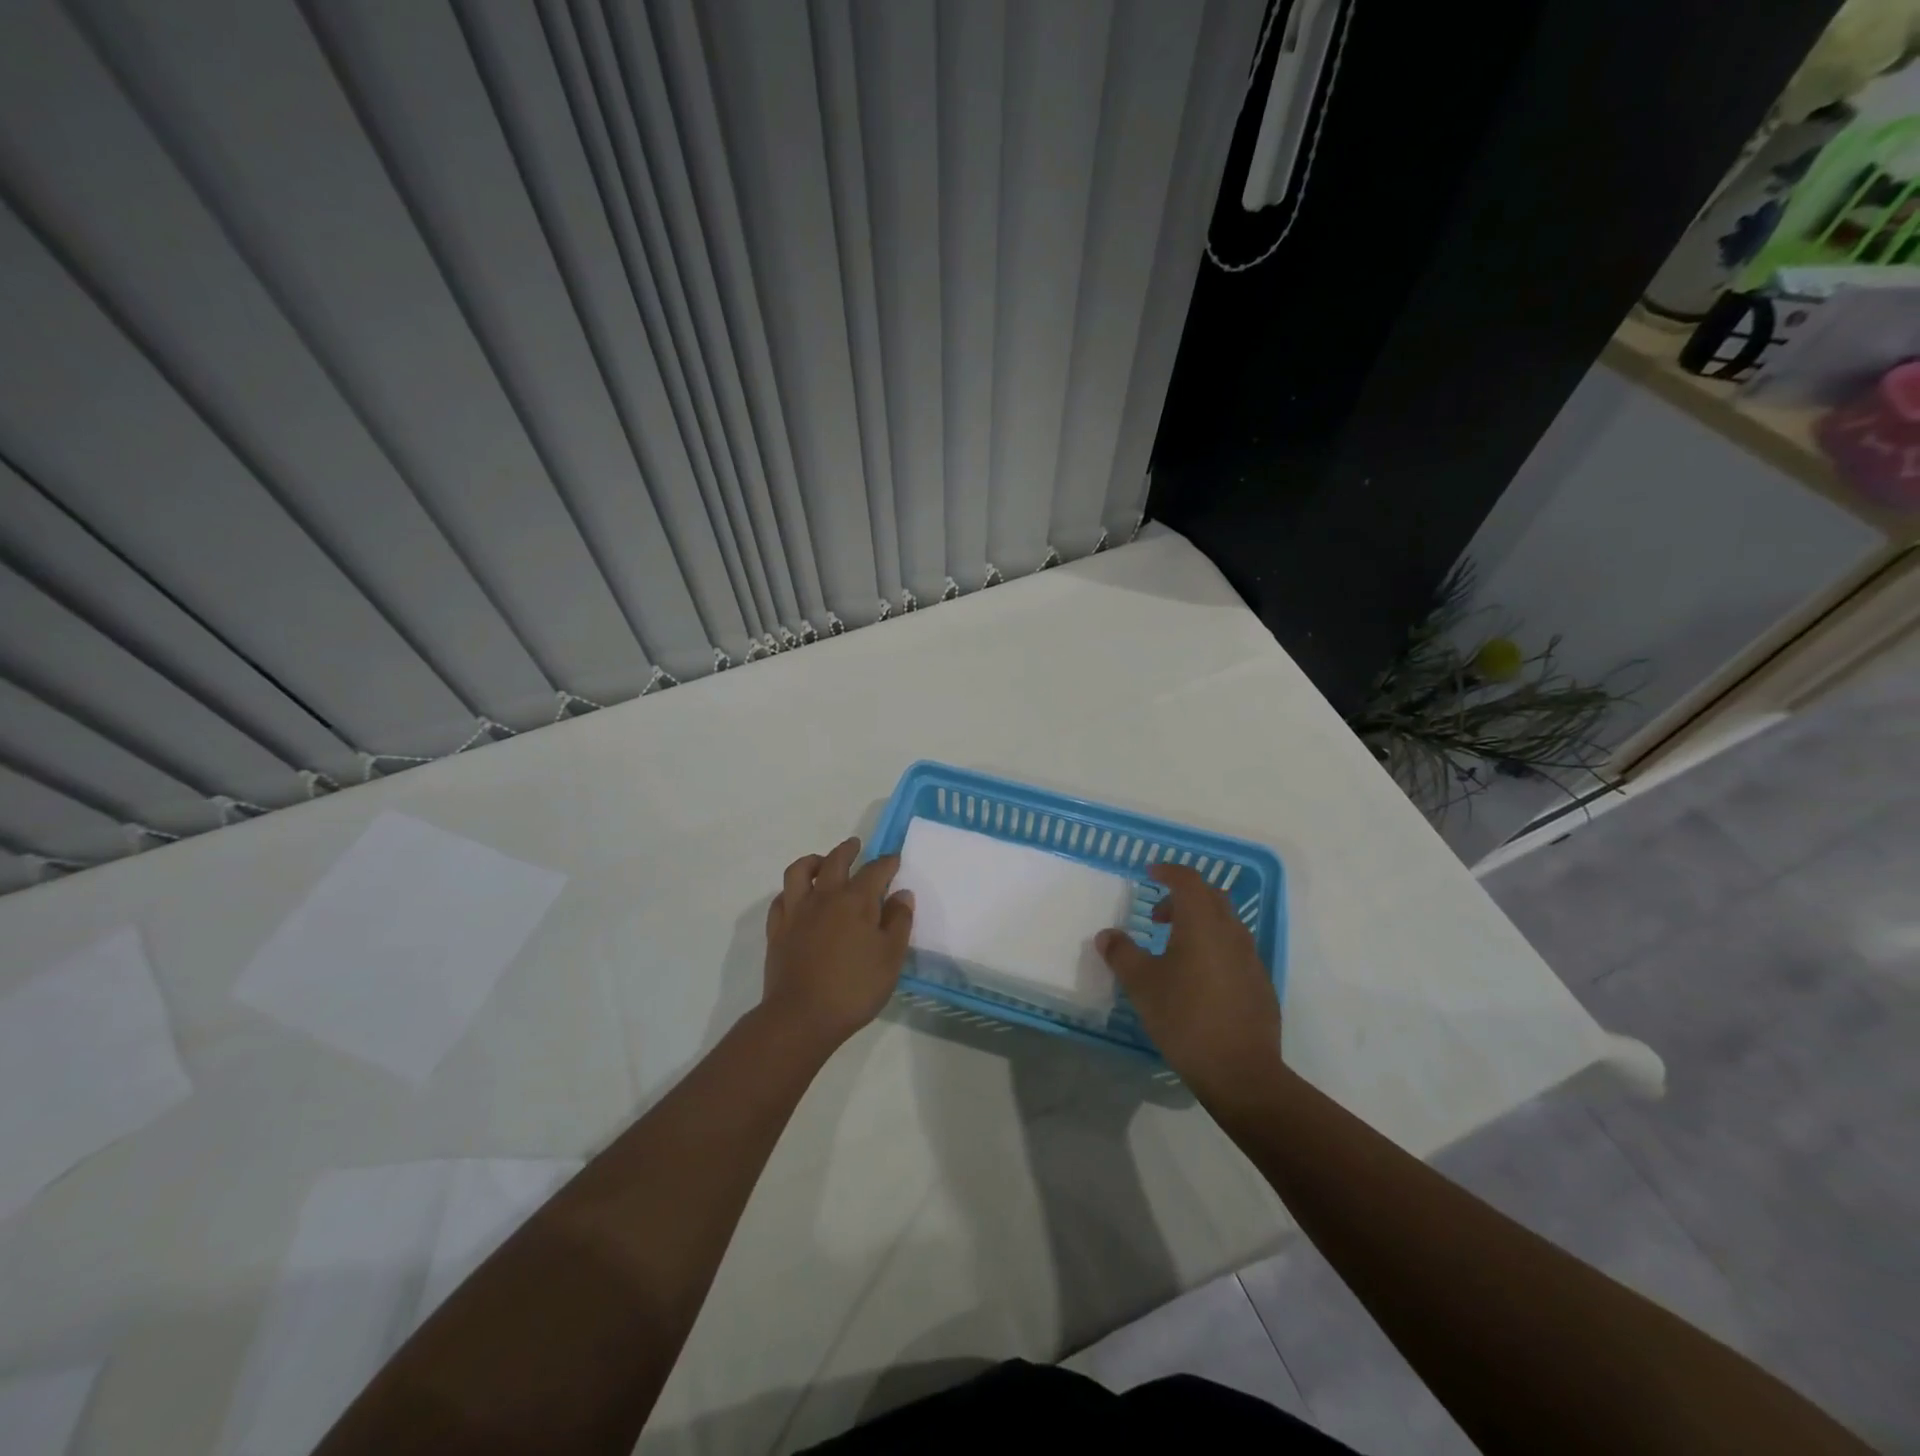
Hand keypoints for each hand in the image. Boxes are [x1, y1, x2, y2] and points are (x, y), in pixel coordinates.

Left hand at [762, 837, 913, 1049]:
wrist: (801, 1017)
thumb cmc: (854, 988)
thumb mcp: (890, 958)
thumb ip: (898, 922)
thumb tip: (902, 894)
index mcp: (856, 901)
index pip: (875, 870)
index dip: (887, 862)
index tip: (894, 859)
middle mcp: (824, 897)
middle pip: (835, 861)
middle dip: (848, 850)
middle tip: (855, 845)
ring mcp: (796, 912)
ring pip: (800, 872)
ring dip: (813, 861)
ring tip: (822, 862)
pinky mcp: (777, 930)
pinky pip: (781, 899)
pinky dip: (791, 892)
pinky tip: (797, 898)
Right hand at [1096, 864, 1282, 1096]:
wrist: (1241, 1071)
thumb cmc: (1185, 1018)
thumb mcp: (1142, 985)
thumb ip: (1122, 954)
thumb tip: (1107, 935)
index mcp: (1202, 923)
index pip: (1188, 880)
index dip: (1168, 871)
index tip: (1150, 873)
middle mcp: (1231, 932)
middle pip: (1210, 897)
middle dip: (1183, 897)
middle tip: (1158, 917)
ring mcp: (1251, 958)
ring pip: (1225, 923)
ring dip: (1199, 923)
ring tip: (1174, 949)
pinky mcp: (1260, 983)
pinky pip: (1234, 949)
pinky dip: (1214, 946)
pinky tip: (1197, 979)